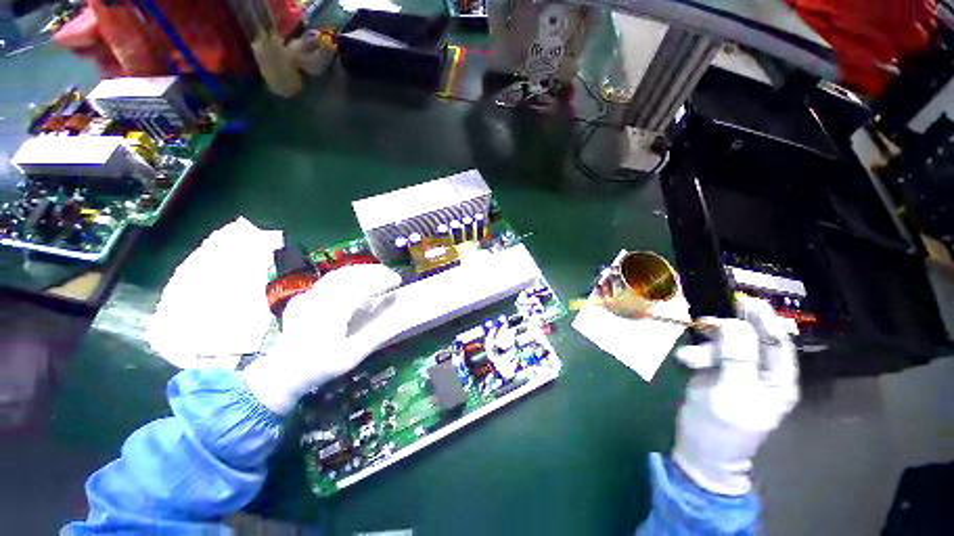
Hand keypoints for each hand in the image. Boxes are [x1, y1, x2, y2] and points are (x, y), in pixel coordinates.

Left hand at [243, 264, 401, 414]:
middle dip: (374, 271)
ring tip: (378, 274)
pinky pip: (327, 280)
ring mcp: (308, 295)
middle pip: (350, 274)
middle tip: (392, 275)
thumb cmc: (320, 366)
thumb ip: (377, 333)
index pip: (363, 286)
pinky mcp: (302, 297)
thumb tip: (398, 317)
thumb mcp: (353, 355)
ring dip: (361, 271)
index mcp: (332, 312)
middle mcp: (319, 298)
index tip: (399, 280)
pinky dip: (346, 277)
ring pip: (338, 273)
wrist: (282, 374)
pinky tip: (354, 283)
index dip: (383, 279)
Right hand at [672, 295, 798, 494]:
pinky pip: (709, 352)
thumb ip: (736, 358)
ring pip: (725, 344)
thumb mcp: (730, 393)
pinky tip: (686, 360)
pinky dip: (697, 352)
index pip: (778, 342)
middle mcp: (761, 372)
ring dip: (706, 346)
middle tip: (705, 322)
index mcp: (778, 381)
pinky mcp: (717, 372)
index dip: (765, 320)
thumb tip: (734, 324)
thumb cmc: (721, 429)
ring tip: (688, 358)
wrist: (698, 450)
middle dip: (727, 332)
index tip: (746, 301)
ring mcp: (737, 371)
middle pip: (750, 339)